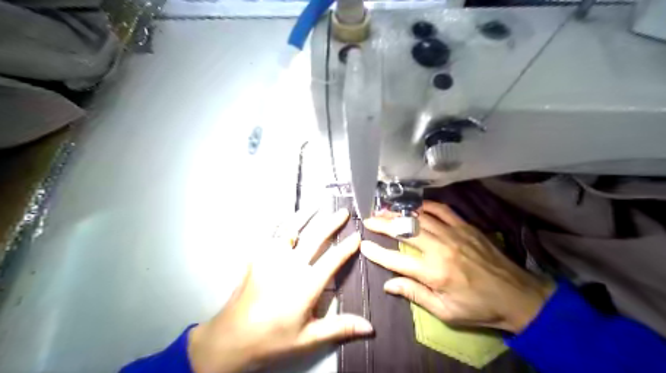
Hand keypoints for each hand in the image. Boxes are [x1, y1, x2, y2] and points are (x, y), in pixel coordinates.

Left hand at [188, 208, 372, 371]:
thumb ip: (340, 327)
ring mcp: (271, 258)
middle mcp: (291, 265)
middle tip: (344, 212)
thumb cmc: (273, 339)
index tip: (358, 235)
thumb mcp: (308, 338)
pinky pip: (271, 234)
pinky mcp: (257, 257)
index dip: (347, 247)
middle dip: (332, 223)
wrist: (231, 338)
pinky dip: (282, 223)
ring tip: (317, 205)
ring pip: (292, 229)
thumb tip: (370, 327)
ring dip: (306, 215)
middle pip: (315, 237)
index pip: (333, 259)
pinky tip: (286, 217)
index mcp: (306, 284)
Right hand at [363, 203, 554, 333]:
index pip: (395, 259)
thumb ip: (415, 294)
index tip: (363, 244)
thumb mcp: (445, 311)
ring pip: (419, 217)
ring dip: (399, 213)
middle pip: (404, 231)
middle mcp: (440, 249)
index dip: (376, 252)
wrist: (518, 296)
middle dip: (382, 224)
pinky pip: (441, 210)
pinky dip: (425, 206)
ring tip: (385, 210)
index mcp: (433, 273)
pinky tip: (414, 206)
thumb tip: (388, 285)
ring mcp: (453, 234)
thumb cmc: (479, 308)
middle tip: (368, 219)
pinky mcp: (465, 226)